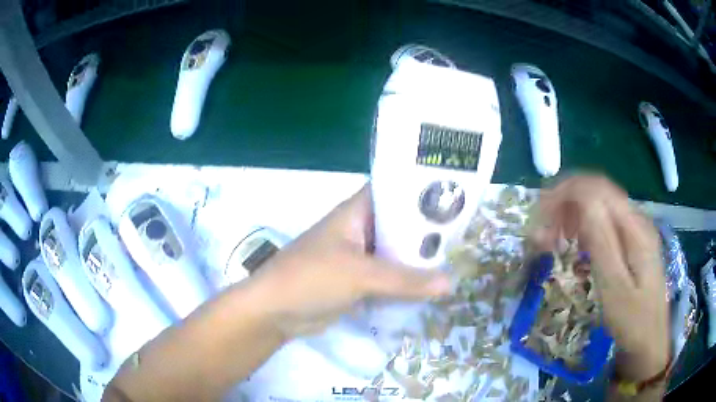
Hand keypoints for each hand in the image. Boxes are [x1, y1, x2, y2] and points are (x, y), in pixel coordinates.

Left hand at [248, 184, 451, 338]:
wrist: (275, 312)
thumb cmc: (311, 278)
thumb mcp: (358, 275)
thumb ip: (404, 280)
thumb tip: (451, 283)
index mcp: (357, 212)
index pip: (395, 191)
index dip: (422, 191)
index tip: (455, 197)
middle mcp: (360, 229)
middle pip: (400, 225)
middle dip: (428, 232)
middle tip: (465, 236)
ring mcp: (359, 257)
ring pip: (396, 253)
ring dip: (419, 260)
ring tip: (457, 261)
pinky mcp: (358, 281)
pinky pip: (389, 277)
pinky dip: (406, 281)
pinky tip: (433, 287)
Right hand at [534, 175, 668, 380]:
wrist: (650, 340)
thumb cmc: (632, 321)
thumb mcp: (615, 287)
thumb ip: (602, 242)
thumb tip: (582, 201)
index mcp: (634, 227)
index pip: (597, 188)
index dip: (566, 193)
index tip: (540, 216)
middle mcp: (636, 219)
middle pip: (597, 192)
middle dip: (565, 204)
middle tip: (542, 234)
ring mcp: (635, 230)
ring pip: (599, 205)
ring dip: (573, 215)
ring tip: (553, 240)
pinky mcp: (631, 242)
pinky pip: (604, 221)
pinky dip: (584, 226)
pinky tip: (575, 245)